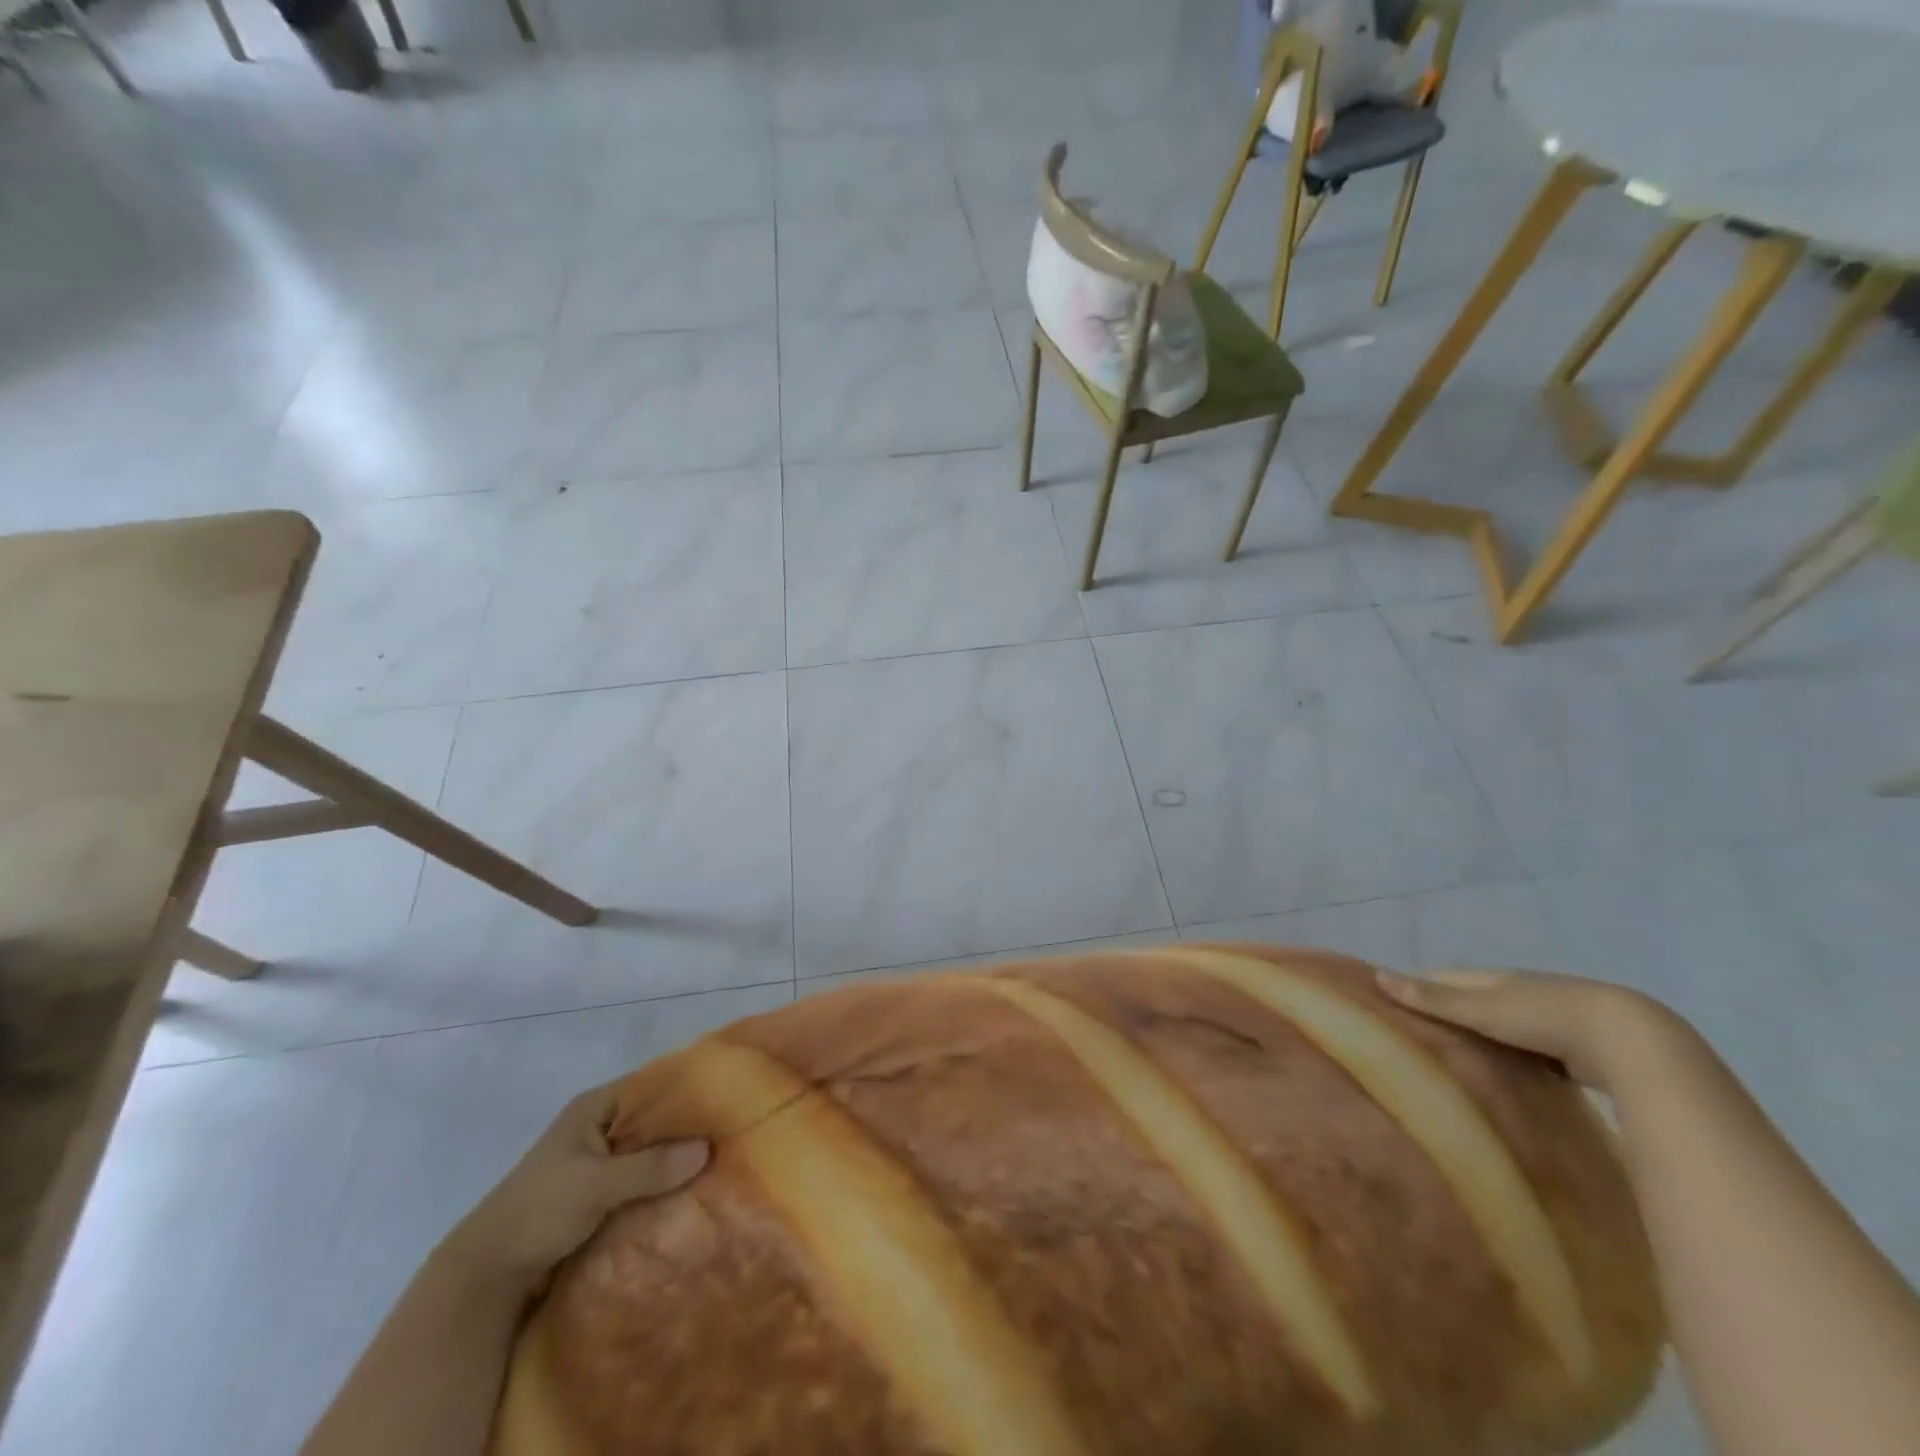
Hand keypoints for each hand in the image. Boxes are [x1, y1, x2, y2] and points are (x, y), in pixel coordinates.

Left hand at [438, 1082, 707, 1295]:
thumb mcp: (595, 1185)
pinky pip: (643, 1180)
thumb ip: (650, 1167)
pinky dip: (664, 1185)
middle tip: (733, 1135)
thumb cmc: (538, 1211)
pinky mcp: (602, 1194)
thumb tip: (707, 1148)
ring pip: (652, 1152)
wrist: (486, 1275)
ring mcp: (602, 1161)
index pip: (653, 1085)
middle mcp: (602, 1126)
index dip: (688, 1089)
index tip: (728, 1099)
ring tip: (723, 1165)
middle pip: (655, 1119)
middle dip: (689, 1129)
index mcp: (596, 1107)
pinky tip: (692, 1194)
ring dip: (678, 1161)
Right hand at [1374, 966, 1677, 1089]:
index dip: (1418, 985)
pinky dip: (1512, 1054)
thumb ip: (1432, 998)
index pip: (1445, 977)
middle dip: (1448, 1010)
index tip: (1391, 1002)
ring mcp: (1551, 1017)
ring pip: (1504, 1023)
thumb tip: (1376, 974)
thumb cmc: (1546, 1018)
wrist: (1633, 1042)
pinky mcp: (1576, 1046)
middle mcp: (1521, 991)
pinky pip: (1531, 1047)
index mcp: (1495, 977)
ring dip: (1482, 1034)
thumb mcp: (1482, 1009)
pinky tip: (1506, 1073)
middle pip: (1474, 997)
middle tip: (1417, 1036)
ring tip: (1455, 1057)